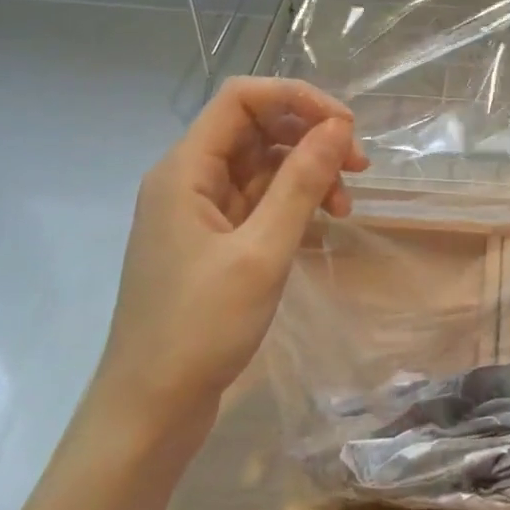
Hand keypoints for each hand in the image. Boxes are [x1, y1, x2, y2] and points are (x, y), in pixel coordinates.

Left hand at [88, 78, 367, 439]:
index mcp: (185, 169)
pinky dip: (294, 202)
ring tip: (346, 203)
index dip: (297, 99)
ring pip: (262, 165)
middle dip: (310, 136)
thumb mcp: (261, 252)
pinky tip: (323, 221)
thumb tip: (338, 128)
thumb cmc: (200, 327)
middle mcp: (189, 179)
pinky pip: (259, 200)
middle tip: (359, 165)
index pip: (241, 98)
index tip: (345, 127)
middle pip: (255, 128)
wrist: (150, 410)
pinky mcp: (213, 241)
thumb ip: (301, 183)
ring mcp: (200, 212)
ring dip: (308, 172)